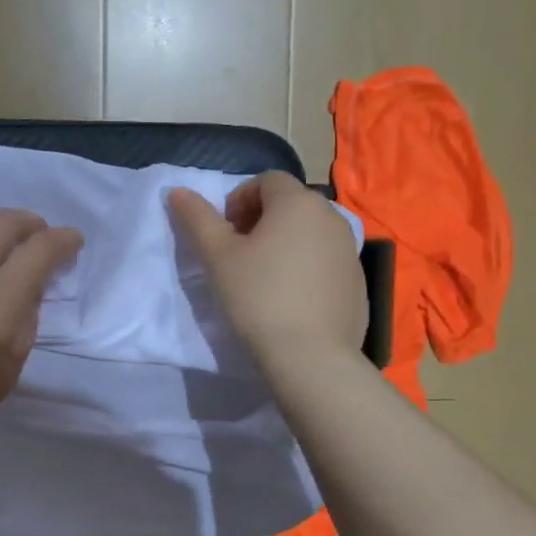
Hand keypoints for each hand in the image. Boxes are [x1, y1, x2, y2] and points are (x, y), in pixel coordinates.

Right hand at [168, 172, 365, 370]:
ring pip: (310, 232)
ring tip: (265, 277)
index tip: (226, 233)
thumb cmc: (258, 297)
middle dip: (262, 220)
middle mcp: (330, 216)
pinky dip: (307, 266)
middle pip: (290, 204)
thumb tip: (177, 191)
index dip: (239, 200)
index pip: (266, 180)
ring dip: (285, 242)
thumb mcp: (218, 257)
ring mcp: (350, 248)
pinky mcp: (358, 279)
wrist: (312, 355)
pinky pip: (326, 259)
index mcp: (297, 202)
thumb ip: (197, 219)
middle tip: (241, 254)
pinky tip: (292, 298)